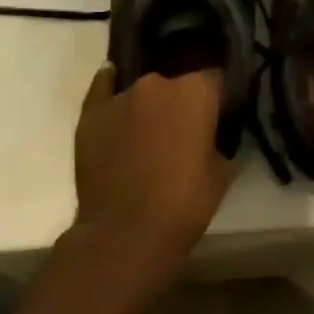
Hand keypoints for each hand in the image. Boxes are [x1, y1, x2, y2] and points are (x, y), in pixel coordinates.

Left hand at [71, 65, 234, 284]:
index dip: (220, 97)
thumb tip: (215, 133)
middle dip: (183, 102)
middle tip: (186, 132)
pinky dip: (112, 91)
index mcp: (196, 92)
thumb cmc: (184, 204)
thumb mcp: (223, 172)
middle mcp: (158, 83)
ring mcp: (120, 96)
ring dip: (150, 106)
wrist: (124, 235)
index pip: (216, 79)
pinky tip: (115, 93)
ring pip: (143, 92)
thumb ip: (221, 140)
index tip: (222, 115)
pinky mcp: (90, 113)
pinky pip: (104, 89)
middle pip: (177, 84)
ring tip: (150, 134)